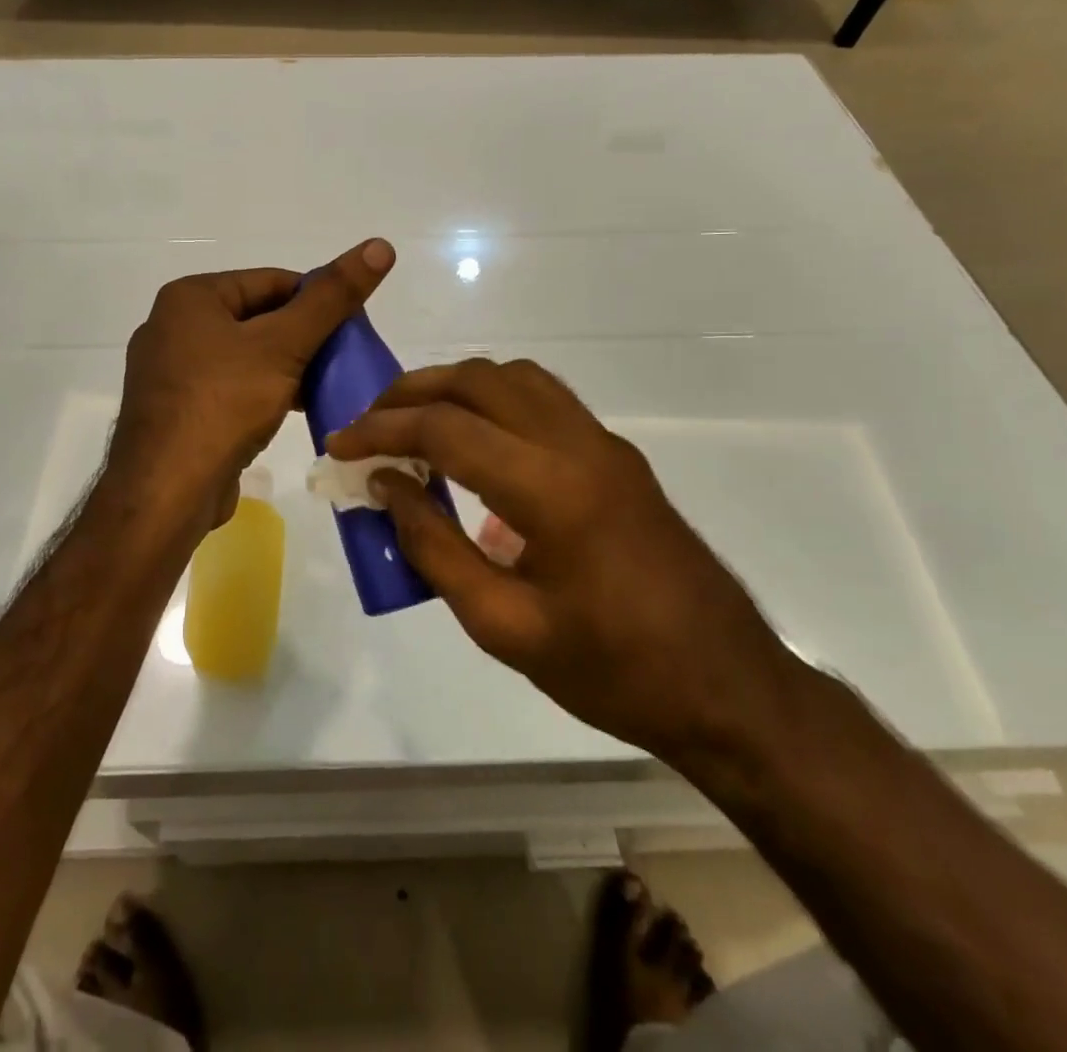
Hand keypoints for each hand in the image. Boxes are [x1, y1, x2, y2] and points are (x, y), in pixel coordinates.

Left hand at [108, 239, 395, 531]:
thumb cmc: (223, 405)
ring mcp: (171, 371)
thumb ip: (332, 297)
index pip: (272, 281)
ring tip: (328, 386)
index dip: (319, 299)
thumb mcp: (285, 345)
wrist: (166, 492)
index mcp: (191, 297)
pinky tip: (295, 410)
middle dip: (304, 338)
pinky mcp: (178, 410)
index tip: (354, 327)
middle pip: (259, 317)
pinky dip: (264, 392)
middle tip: (346, 360)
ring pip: (247, 356)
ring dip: (288, 368)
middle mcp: (174, 326)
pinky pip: (230, 387)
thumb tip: (380, 244)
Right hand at [327, 359, 804, 773]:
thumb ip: (435, 548)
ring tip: (414, 424)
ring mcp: (604, 444)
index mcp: (552, 489)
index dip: (382, 429)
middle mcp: (579, 445)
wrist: (728, 688)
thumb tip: (387, 486)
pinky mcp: (617, 456)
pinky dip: (493, 401)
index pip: (447, 429)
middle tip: (369, 423)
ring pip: (515, 378)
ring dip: (456, 387)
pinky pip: (543, 400)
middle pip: (480, 380)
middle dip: (413, 391)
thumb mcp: (505, 627)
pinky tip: (473, 445)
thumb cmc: (613, 672)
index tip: (339, 445)